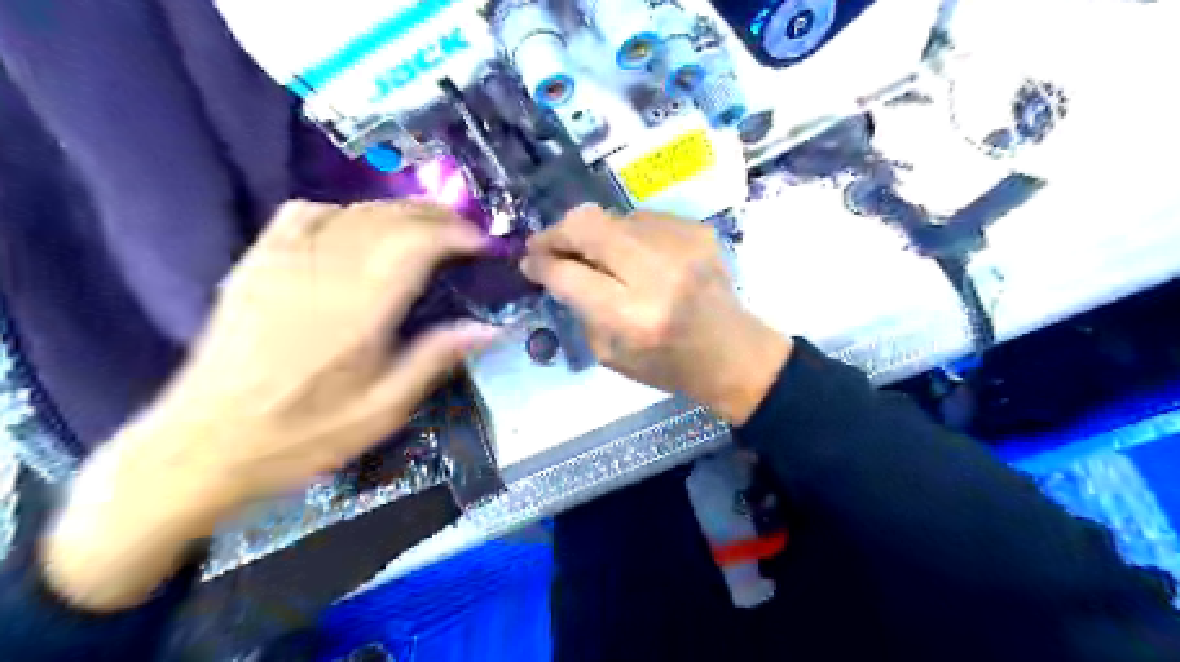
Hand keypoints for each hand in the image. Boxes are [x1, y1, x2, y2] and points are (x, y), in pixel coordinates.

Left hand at [41, 199, 493, 609]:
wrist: (202, 446)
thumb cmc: (302, 435)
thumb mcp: (381, 411)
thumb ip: (434, 360)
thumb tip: (488, 328)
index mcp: (358, 310)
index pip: (416, 244)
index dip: (457, 235)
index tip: (483, 245)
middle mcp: (322, 273)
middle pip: (389, 218)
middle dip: (437, 217)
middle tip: (466, 233)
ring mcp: (283, 262)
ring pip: (353, 211)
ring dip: (399, 212)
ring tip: (427, 228)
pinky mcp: (256, 264)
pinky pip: (303, 214)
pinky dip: (342, 210)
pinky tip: (357, 227)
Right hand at [517, 204, 786, 426]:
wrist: (733, 352)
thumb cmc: (667, 365)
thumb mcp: (610, 355)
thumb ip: (580, 308)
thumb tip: (556, 269)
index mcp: (633, 316)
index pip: (569, 274)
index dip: (540, 264)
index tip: (529, 262)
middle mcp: (656, 273)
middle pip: (587, 226)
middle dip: (556, 232)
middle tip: (546, 246)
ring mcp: (681, 245)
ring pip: (612, 216)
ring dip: (593, 235)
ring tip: (595, 256)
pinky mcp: (697, 230)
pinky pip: (641, 219)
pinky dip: (626, 235)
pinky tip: (633, 257)